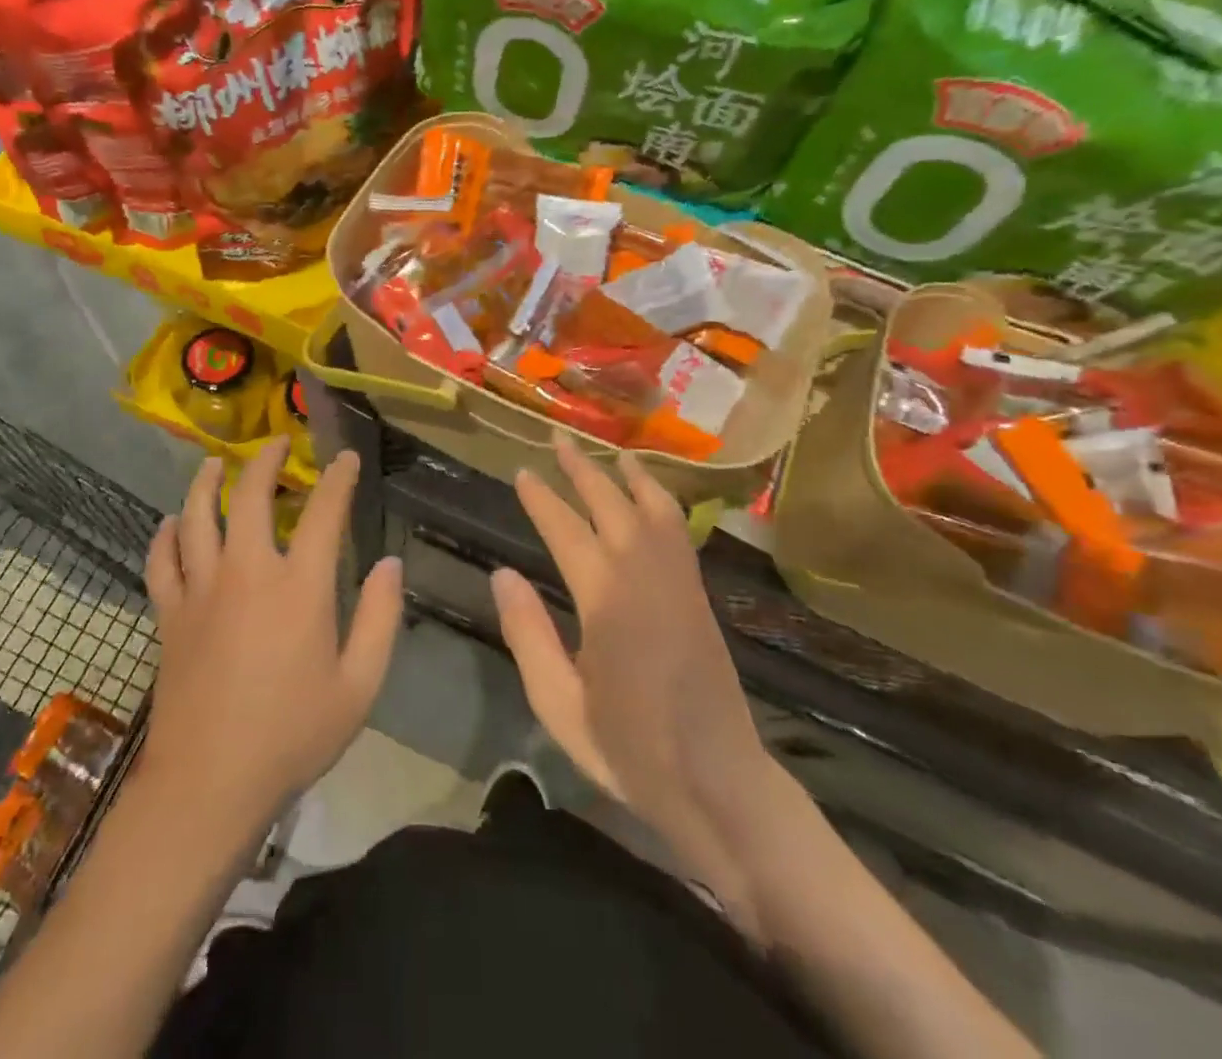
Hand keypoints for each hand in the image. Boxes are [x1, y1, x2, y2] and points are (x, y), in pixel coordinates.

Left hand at [142, 439, 403, 824]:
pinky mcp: (170, 614)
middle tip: (277, 443)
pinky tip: (173, 524)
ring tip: (215, 464)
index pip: (324, 512)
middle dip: (266, 461)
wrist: (208, 784)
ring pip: (197, 516)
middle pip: (251, 496)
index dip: (338, 478)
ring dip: (207, 482)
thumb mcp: (359, 686)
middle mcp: (247, 572)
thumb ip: (381, 618)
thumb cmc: (292, 736)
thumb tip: (390, 564)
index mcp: (300, 587)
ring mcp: (201, 590)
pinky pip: (162, 560)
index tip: (346, 458)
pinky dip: (166, 535)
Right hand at [491, 434, 772, 862]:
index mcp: (606, 600)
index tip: (521, 473)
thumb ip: (529, 634)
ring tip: (608, 452)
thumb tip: (503, 573)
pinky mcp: (697, 594)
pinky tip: (651, 494)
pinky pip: (678, 530)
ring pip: (651, 509)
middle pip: (610, 505)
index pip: (566, 531)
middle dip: (581, 470)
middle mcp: (644, 576)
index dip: (542, 500)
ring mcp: (678, 581)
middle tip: (557, 439)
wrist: (718, 781)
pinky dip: (661, 501)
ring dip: (626, 476)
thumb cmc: (630, 749)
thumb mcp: (560, 705)